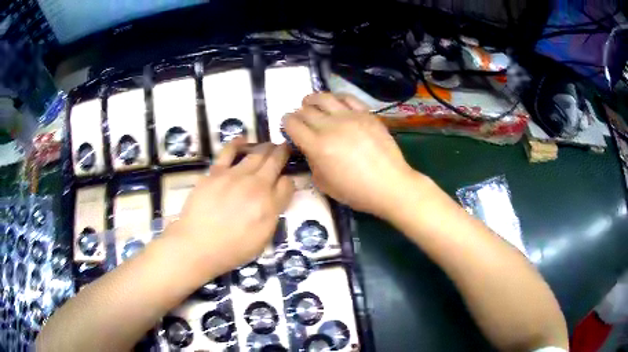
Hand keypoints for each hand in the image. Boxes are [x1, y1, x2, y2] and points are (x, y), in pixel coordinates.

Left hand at [176, 139, 293, 275]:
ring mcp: (235, 176)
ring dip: (266, 148)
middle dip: (283, 153)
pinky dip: (238, 143)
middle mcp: (256, 185)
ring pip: (256, 154)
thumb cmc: (232, 249)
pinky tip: (243, 140)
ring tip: (269, 146)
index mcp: (270, 205)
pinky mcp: (216, 172)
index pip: (288, 183)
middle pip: (275, 162)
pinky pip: (229, 151)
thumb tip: (276, 197)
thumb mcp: (262, 240)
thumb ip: (273, 215)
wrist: (198, 245)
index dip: (288, 180)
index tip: (285, 182)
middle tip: (284, 148)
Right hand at [284, 93, 414, 217]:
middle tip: (300, 119)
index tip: (288, 127)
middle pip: (305, 110)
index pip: (292, 124)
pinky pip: (347, 97)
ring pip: (324, 98)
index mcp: (317, 146)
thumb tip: (309, 148)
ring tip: (311, 103)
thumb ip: (311, 162)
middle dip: (297, 114)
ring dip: (312, 100)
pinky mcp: (366, 114)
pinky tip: (335, 103)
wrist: (390, 185)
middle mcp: (330, 126)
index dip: (286, 123)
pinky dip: (336, 97)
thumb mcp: (324, 184)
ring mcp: (350, 117)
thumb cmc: (356, 191)